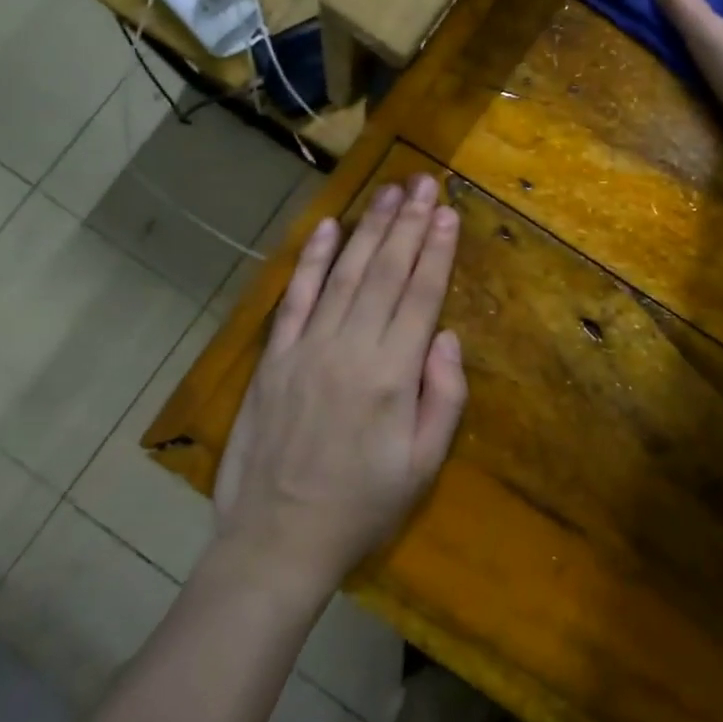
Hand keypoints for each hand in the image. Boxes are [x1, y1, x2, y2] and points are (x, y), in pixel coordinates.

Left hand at [213, 175, 467, 601]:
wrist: (276, 539)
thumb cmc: (361, 506)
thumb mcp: (422, 466)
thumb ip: (444, 398)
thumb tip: (446, 336)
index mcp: (392, 376)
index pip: (420, 295)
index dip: (436, 250)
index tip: (447, 211)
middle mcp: (350, 348)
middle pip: (385, 272)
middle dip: (408, 224)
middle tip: (423, 182)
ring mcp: (307, 347)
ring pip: (344, 274)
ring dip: (369, 229)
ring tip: (389, 192)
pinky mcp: (275, 356)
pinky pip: (296, 297)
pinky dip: (311, 259)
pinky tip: (328, 228)